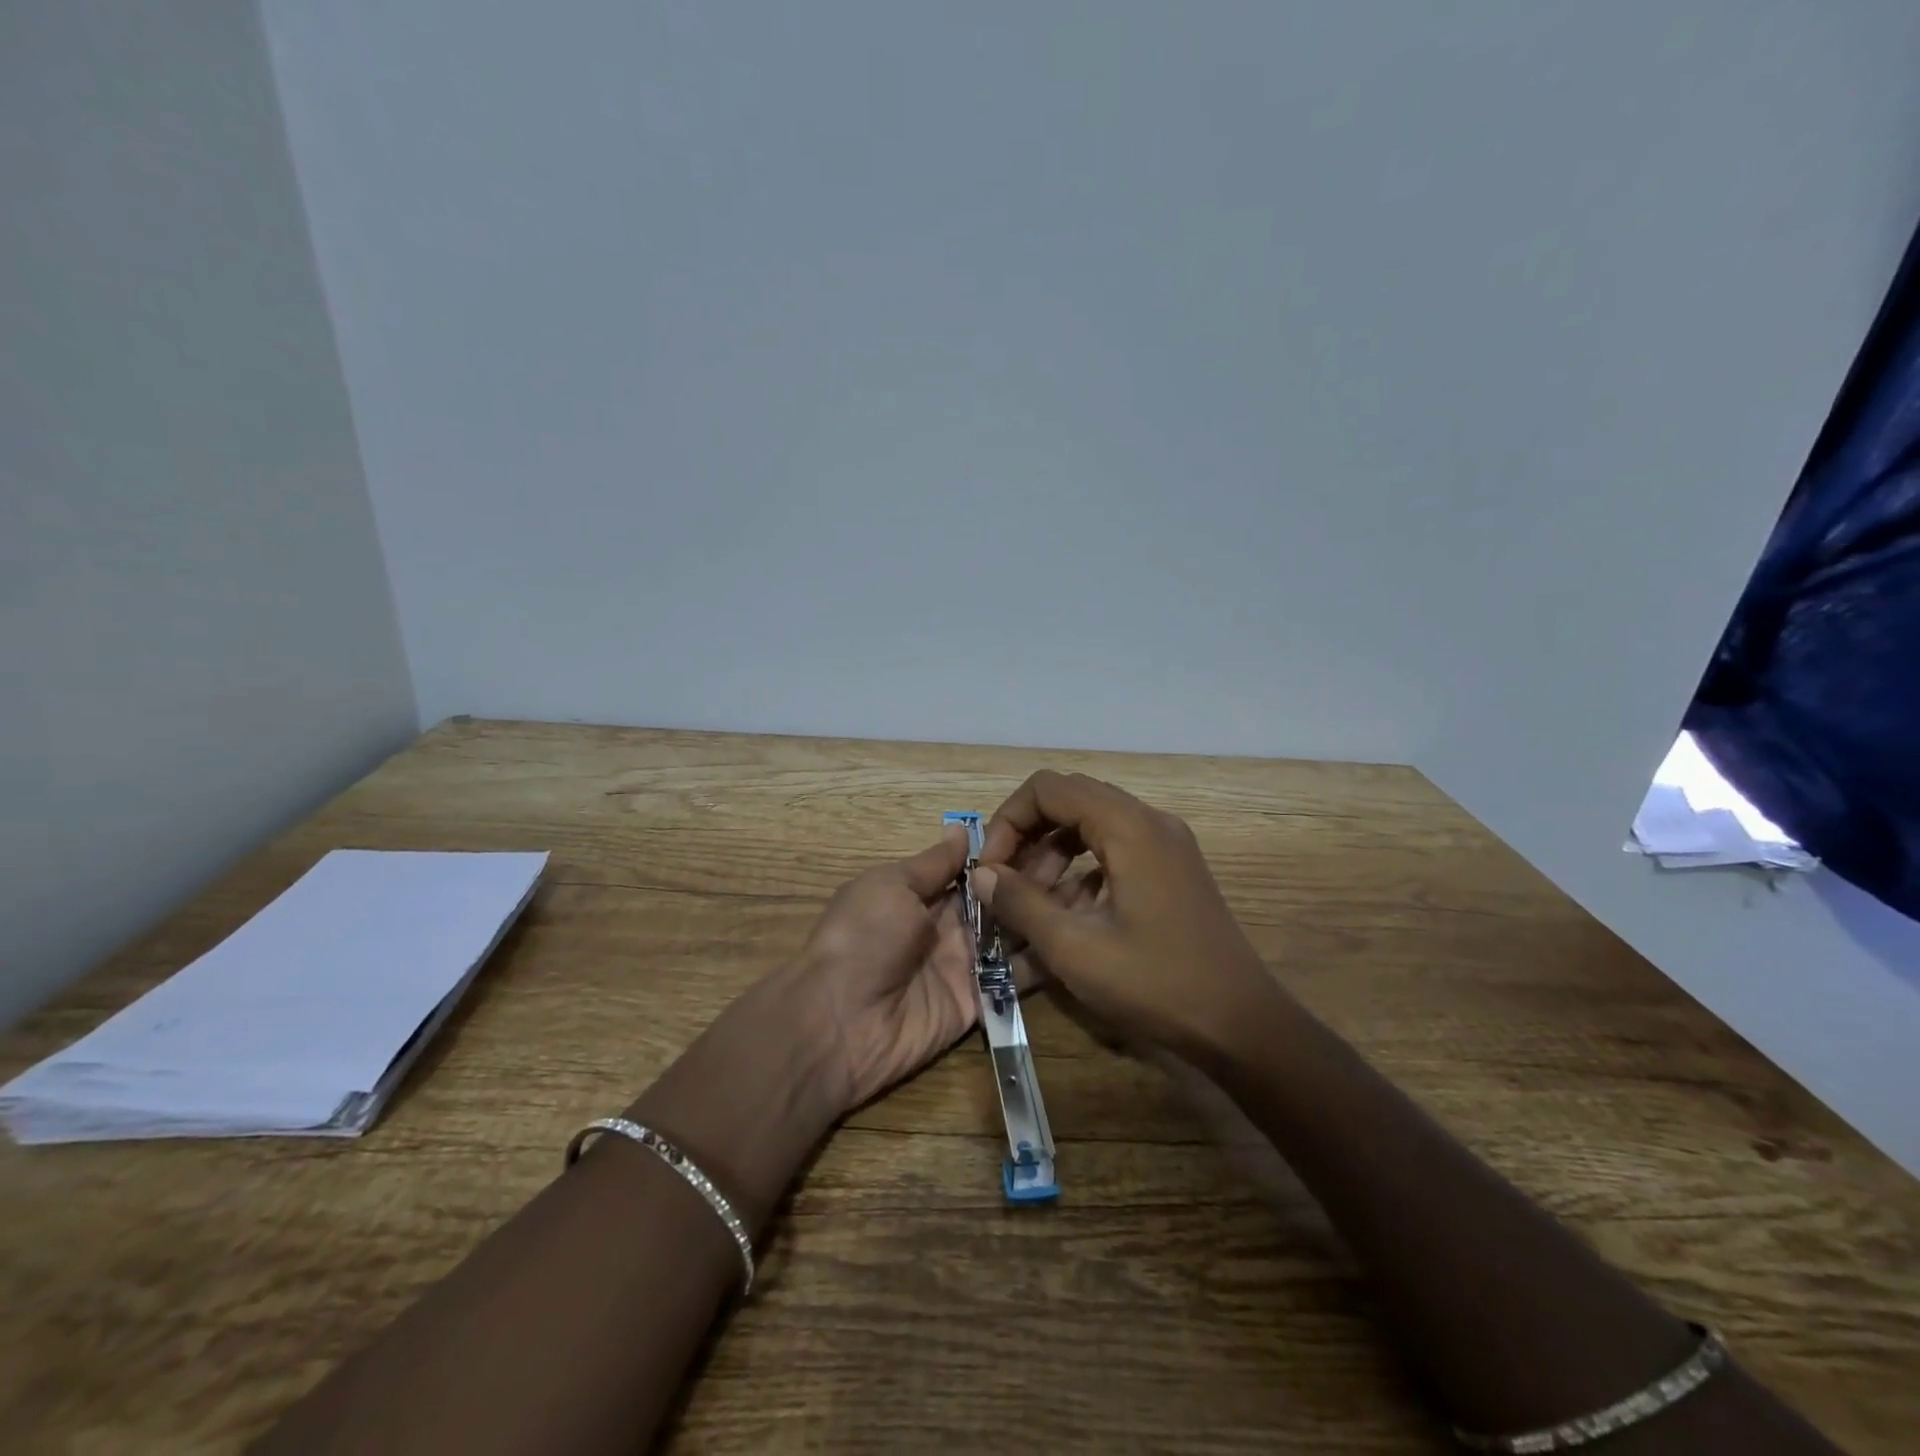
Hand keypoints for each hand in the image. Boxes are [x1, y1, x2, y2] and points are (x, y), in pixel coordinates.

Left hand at [777, 821, 1097, 1113]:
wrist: (839, 1020)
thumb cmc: (862, 937)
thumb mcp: (890, 886)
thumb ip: (932, 864)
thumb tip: (961, 829)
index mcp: (924, 894)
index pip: (977, 868)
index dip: (1010, 851)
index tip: (1051, 828)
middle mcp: (951, 926)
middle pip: (1002, 898)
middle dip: (1037, 877)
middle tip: (1087, 852)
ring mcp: (968, 964)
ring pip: (1017, 933)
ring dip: (1050, 913)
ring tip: (1099, 887)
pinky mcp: (981, 999)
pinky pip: (1017, 976)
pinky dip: (1047, 958)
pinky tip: (1085, 935)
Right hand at [973, 770, 1283, 1064]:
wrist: (1242, 1026)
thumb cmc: (1157, 984)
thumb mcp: (1076, 947)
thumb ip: (1021, 903)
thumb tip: (980, 873)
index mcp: (1129, 827)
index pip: (1048, 789)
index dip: (1008, 821)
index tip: (991, 869)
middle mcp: (1148, 822)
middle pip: (1069, 801)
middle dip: (1027, 838)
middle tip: (1004, 884)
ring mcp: (1164, 845)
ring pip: (1089, 827)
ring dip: (1051, 858)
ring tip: (1029, 908)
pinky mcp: (1170, 870)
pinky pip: (1112, 851)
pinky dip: (1080, 873)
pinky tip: (1066, 919)